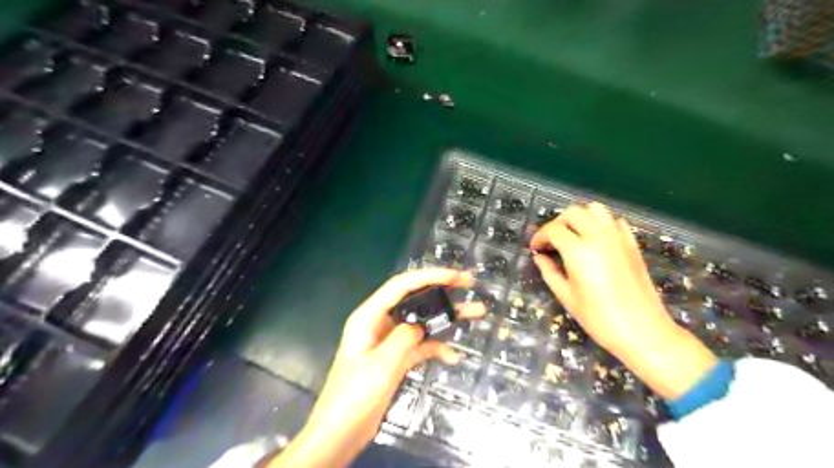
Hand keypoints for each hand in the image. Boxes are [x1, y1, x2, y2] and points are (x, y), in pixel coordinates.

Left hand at [266, 267, 486, 467]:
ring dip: (446, 318)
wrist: (340, 432)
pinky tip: (453, 357)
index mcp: (369, 316)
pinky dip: (436, 347)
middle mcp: (380, 322)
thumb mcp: (381, 364)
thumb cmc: (354, 395)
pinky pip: (420, 345)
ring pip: (422, 321)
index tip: (455, 276)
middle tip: (468, 283)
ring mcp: (390, 340)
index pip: (401, 285)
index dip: (429, 276)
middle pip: (414, 298)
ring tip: (476, 312)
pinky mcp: (396, 358)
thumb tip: (422, 325)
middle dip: (441, 290)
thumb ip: (403, 337)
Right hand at [531, 204, 713, 400]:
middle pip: (573, 213)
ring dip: (579, 218)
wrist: (643, 331)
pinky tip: (595, 240)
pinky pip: (613, 221)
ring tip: (572, 236)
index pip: (553, 230)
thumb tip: (539, 257)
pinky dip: (600, 223)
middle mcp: (598, 236)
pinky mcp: (632, 243)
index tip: (535, 248)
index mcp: (579, 251)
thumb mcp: (566, 296)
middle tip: (551, 242)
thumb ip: (549, 272)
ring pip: (594, 210)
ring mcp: (618, 237)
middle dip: (557, 223)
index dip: (540, 236)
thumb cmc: (599, 318)